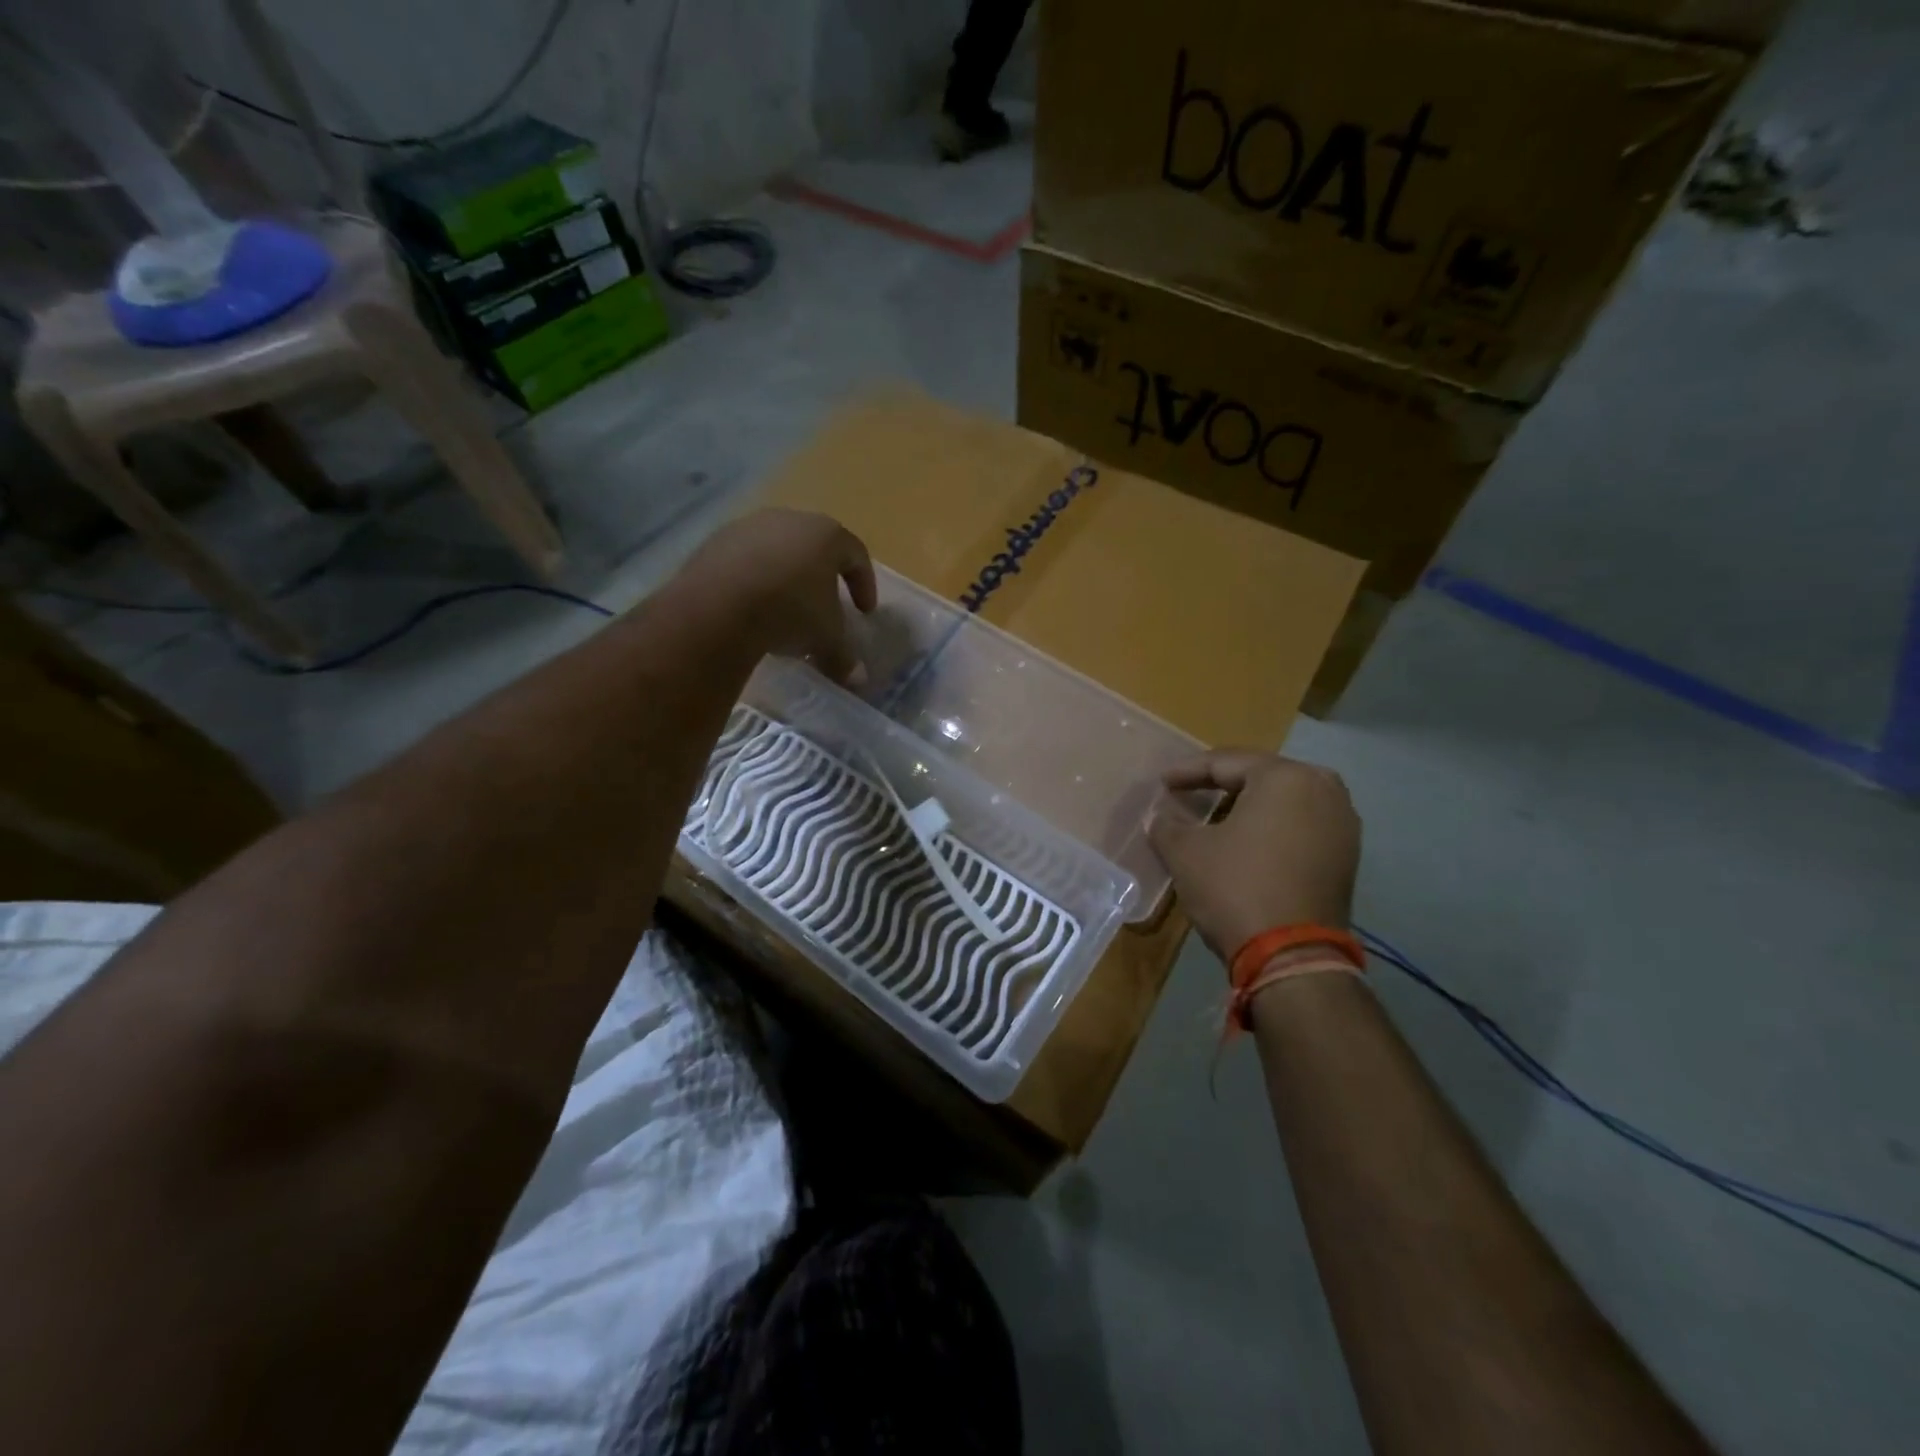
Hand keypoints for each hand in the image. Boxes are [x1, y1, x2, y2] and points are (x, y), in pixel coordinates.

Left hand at [675, 509, 877, 684]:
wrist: (719, 606)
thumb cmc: (791, 611)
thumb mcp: (826, 638)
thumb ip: (844, 656)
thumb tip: (856, 679)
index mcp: (826, 534)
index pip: (856, 555)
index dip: (864, 584)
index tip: (864, 612)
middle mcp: (789, 519)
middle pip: (814, 547)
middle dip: (822, 579)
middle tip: (823, 608)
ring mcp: (748, 527)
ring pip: (777, 552)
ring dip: (785, 579)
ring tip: (783, 612)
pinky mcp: (715, 542)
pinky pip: (744, 562)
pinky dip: (753, 581)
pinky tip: (750, 610)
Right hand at [1148, 750, 1360, 962]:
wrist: (1293, 956)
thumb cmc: (1235, 888)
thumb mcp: (1186, 852)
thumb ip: (1167, 825)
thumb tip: (1159, 817)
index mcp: (1285, 777)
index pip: (1225, 763)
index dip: (1187, 772)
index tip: (1162, 783)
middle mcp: (1323, 789)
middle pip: (1260, 776)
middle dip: (1222, 784)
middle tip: (1189, 792)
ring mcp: (1342, 823)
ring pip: (1284, 801)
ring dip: (1249, 806)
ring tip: (1216, 816)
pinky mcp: (1347, 855)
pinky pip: (1301, 825)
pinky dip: (1272, 827)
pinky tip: (1247, 841)